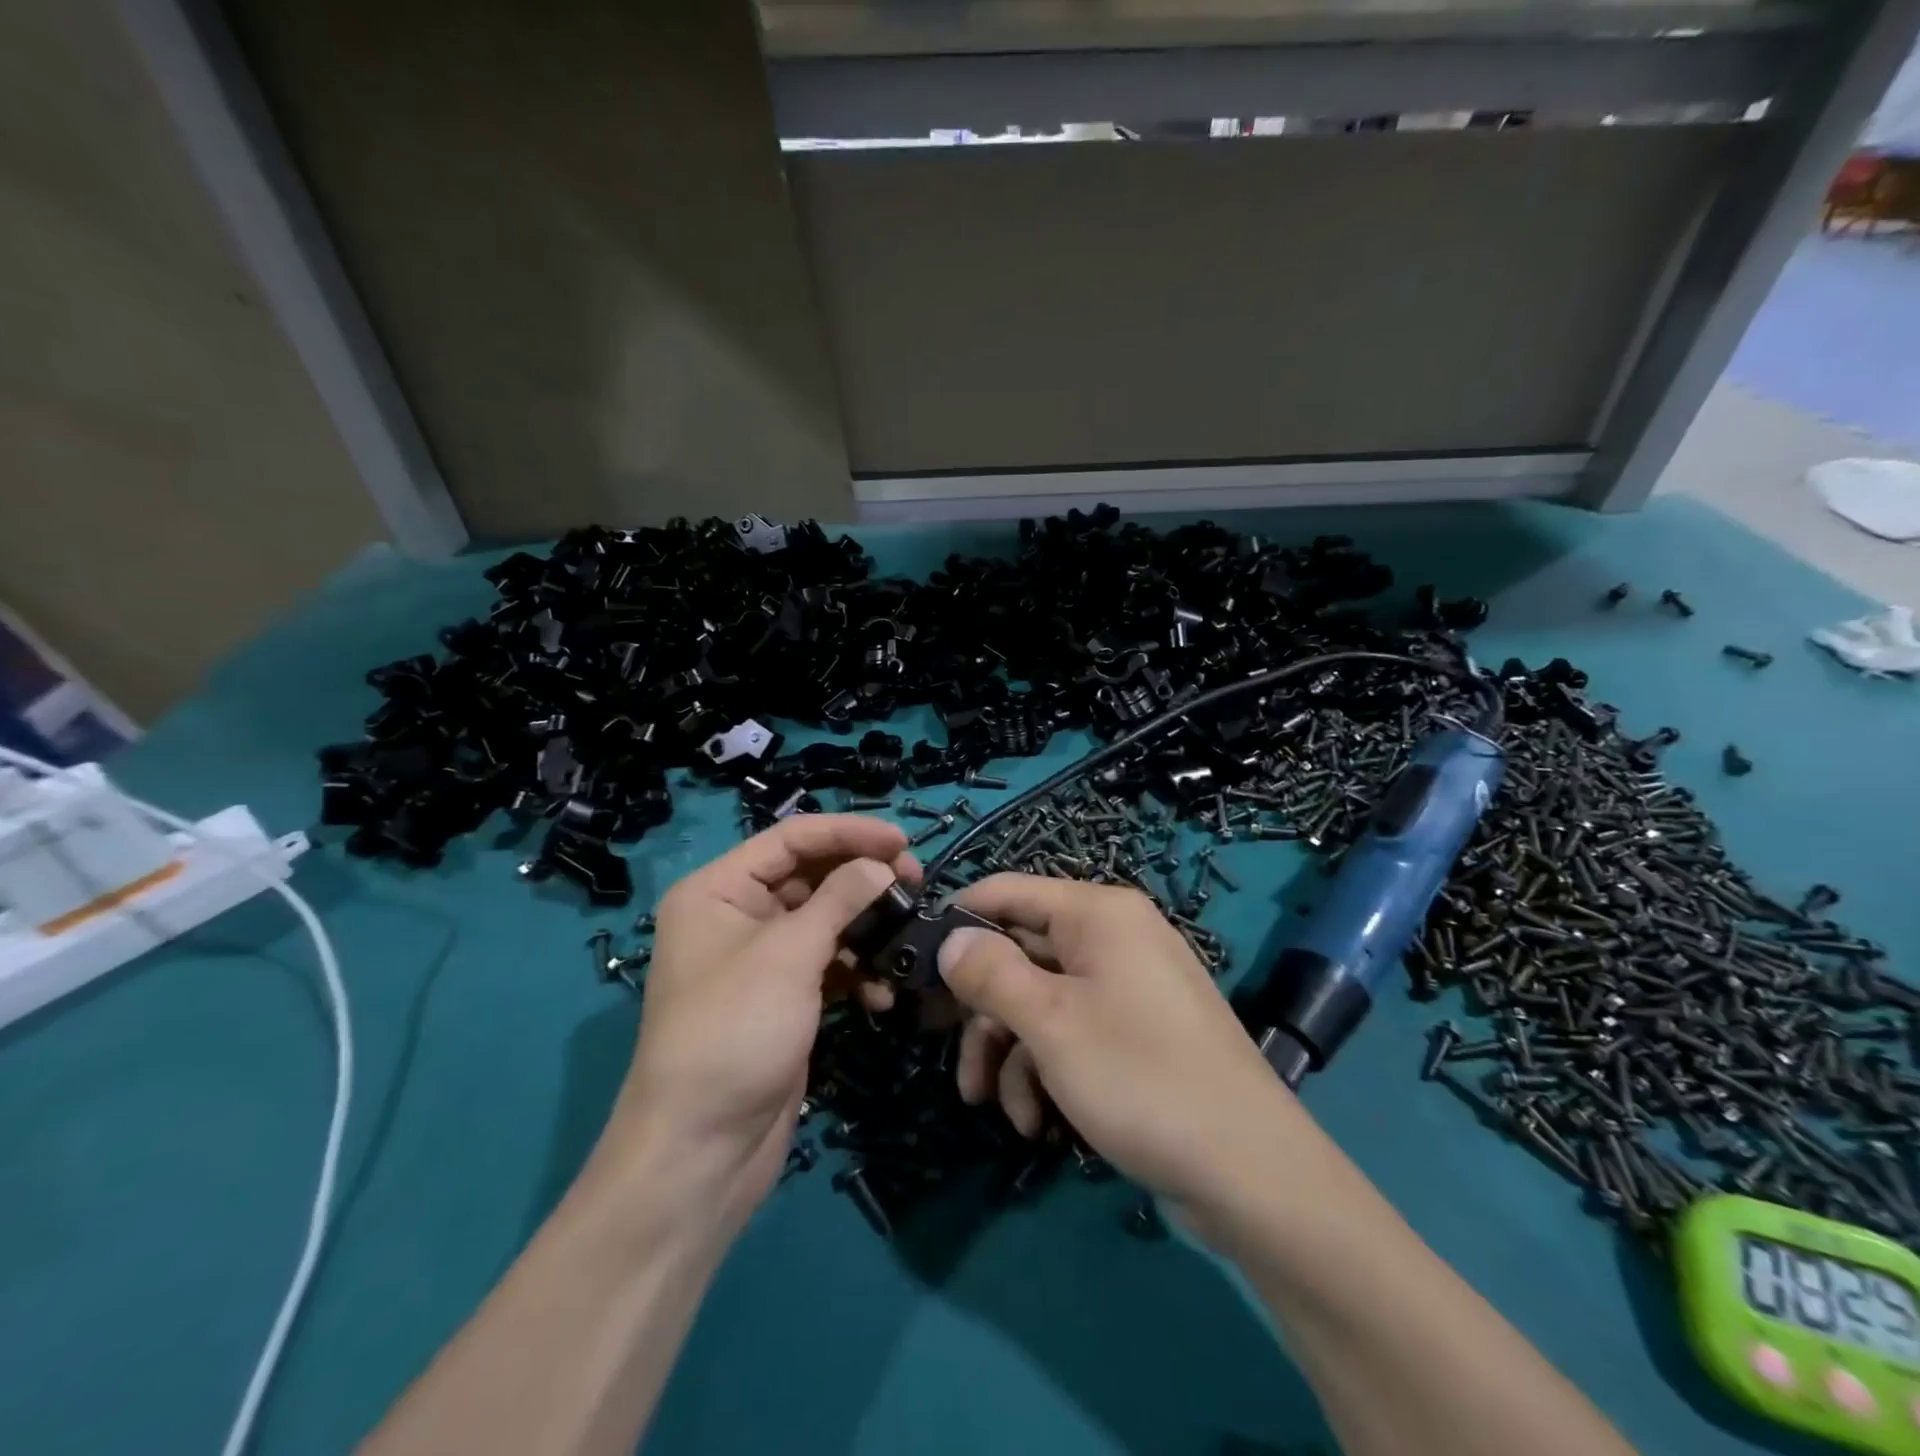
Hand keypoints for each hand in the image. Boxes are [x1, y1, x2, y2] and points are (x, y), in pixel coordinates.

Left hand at [596, 817, 917, 1235]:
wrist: (701, 1151)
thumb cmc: (734, 1032)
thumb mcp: (788, 955)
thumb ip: (839, 900)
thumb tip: (882, 865)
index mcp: (718, 890)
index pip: (791, 839)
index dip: (848, 833)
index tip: (903, 840)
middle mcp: (737, 916)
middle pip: (811, 876)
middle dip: (863, 878)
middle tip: (916, 882)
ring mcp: (761, 960)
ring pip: (825, 920)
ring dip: (866, 927)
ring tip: (906, 934)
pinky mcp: (784, 999)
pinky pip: (828, 965)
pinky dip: (856, 971)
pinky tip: (881, 993)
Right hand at [938, 875, 1309, 1212]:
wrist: (1250, 1172)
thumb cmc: (1139, 1076)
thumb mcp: (1049, 1022)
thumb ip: (990, 973)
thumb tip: (950, 939)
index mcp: (1097, 913)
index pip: (1007, 891)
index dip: (959, 922)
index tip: (915, 965)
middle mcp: (1113, 937)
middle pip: (1021, 952)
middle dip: (982, 1009)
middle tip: (943, 1049)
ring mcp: (1127, 986)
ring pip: (1041, 1000)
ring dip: (1008, 1052)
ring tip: (992, 1107)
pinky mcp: (1136, 1033)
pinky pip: (1073, 1032)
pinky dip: (1045, 1071)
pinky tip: (1036, 1123)